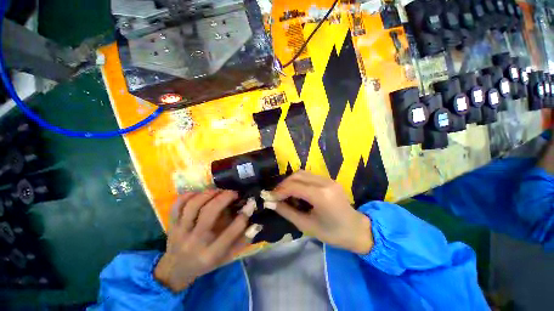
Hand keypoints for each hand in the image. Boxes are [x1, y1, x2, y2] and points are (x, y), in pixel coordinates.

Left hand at [154, 190, 257, 291]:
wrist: (176, 270)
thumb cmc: (206, 263)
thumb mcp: (227, 257)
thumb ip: (242, 241)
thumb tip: (257, 224)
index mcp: (210, 254)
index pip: (230, 233)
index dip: (243, 216)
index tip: (250, 204)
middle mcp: (194, 242)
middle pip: (209, 213)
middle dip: (224, 198)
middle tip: (233, 193)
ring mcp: (180, 233)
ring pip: (193, 206)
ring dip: (208, 194)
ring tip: (218, 191)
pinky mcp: (171, 225)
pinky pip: (177, 206)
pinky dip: (188, 196)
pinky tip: (199, 194)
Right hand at [267, 171, 373, 253]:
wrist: (358, 230)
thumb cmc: (333, 233)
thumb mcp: (307, 225)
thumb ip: (287, 212)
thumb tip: (271, 203)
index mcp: (321, 195)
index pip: (294, 186)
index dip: (279, 191)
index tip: (269, 198)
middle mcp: (324, 182)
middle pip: (297, 175)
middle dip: (283, 184)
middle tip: (276, 195)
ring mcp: (328, 179)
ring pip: (302, 173)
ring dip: (290, 181)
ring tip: (284, 193)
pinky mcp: (329, 179)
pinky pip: (309, 176)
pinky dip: (299, 181)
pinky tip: (296, 191)